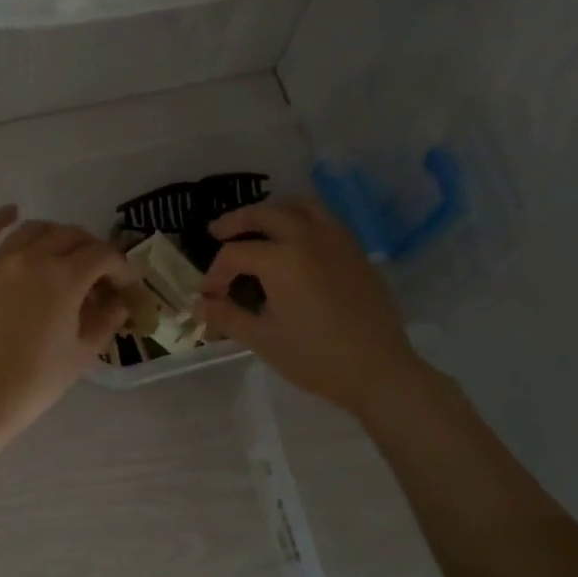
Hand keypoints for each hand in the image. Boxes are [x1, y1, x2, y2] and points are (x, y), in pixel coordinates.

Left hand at [0, 206, 132, 438]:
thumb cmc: (33, 382)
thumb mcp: (80, 355)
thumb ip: (105, 321)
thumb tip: (120, 304)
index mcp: (64, 279)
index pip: (102, 255)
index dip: (120, 267)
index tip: (124, 285)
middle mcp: (32, 258)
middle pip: (71, 236)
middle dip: (92, 250)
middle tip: (97, 274)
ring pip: (33, 229)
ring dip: (56, 235)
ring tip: (63, 252)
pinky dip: (0, 217)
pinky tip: (13, 212)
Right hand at [198, 197, 422, 415]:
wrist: (377, 370)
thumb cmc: (315, 358)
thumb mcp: (263, 339)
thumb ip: (228, 317)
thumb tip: (200, 307)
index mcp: (281, 260)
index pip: (236, 254)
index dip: (215, 274)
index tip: (209, 297)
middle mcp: (308, 238)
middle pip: (266, 214)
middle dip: (237, 221)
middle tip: (217, 232)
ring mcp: (337, 241)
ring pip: (300, 206)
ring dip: (273, 209)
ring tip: (258, 223)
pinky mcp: (356, 252)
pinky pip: (324, 219)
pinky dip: (302, 218)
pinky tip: (295, 240)